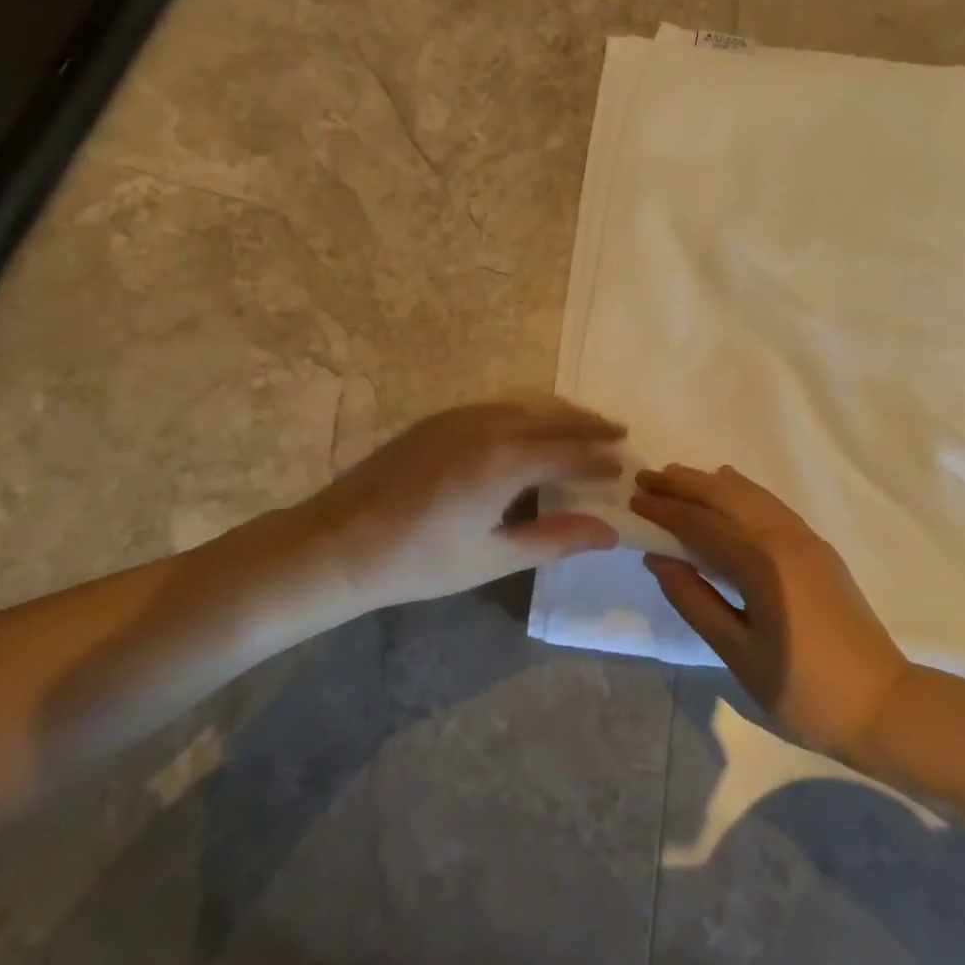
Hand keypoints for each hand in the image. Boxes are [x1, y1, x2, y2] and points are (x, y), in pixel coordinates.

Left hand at [296, 395, 624, 610]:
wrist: (338, 542)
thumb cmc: (419, 560)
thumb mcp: (494, 557)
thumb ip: (556, 539)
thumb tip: (611, 532)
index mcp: (505, 460)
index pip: (570, 452)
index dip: (601, 460)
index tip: (625, 467)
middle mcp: (488, 425)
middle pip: (553, 416)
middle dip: (590, 425)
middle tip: (620, 433)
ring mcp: (460, 416)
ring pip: (526, 403)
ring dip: (561, 413)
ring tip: (586, 426)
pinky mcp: (439, 419)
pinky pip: (499, 404)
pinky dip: (529, 411)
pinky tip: (533, 427)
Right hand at [632, 464, 912, 763]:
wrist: (883, 704)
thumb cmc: (803, 690)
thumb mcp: (738, 652)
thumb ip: (695, 601)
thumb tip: (659, 559)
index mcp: (761, 563)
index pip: (701, 525)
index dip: (665, 511)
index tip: (633, 500)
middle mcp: (784, 538)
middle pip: (725, 497)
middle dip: (683, 484)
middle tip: (646, 477)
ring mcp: (806, 540)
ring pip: (750, 495)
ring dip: (711, 483)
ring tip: (677, 476)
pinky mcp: (818, 549)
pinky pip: (771, 505)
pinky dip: (742, 492)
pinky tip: (729, 489)